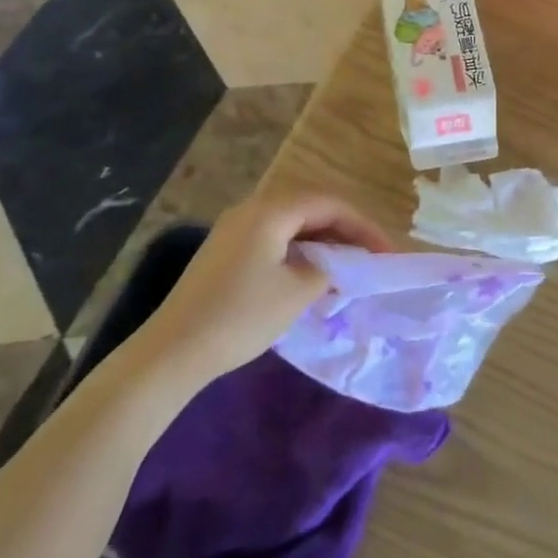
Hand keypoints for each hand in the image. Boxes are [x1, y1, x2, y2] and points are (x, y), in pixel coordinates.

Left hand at [131, 193, 391, 384]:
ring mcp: (234, 230)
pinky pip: (274, 239)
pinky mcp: (225, 252)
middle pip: (310, 208)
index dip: (363, 226)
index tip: (385, 253)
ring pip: (292, 224)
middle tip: (369, 258)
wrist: (171, 352)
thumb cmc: (240, 316)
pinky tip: (310, 277)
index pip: (330, 204)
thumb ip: (327, 270)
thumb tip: (335, 266)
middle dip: (344, 231)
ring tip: (346, 268)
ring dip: (322, 242)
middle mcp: (252, 209)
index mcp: (271, 210)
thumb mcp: (296, 293)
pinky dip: (299, 251)